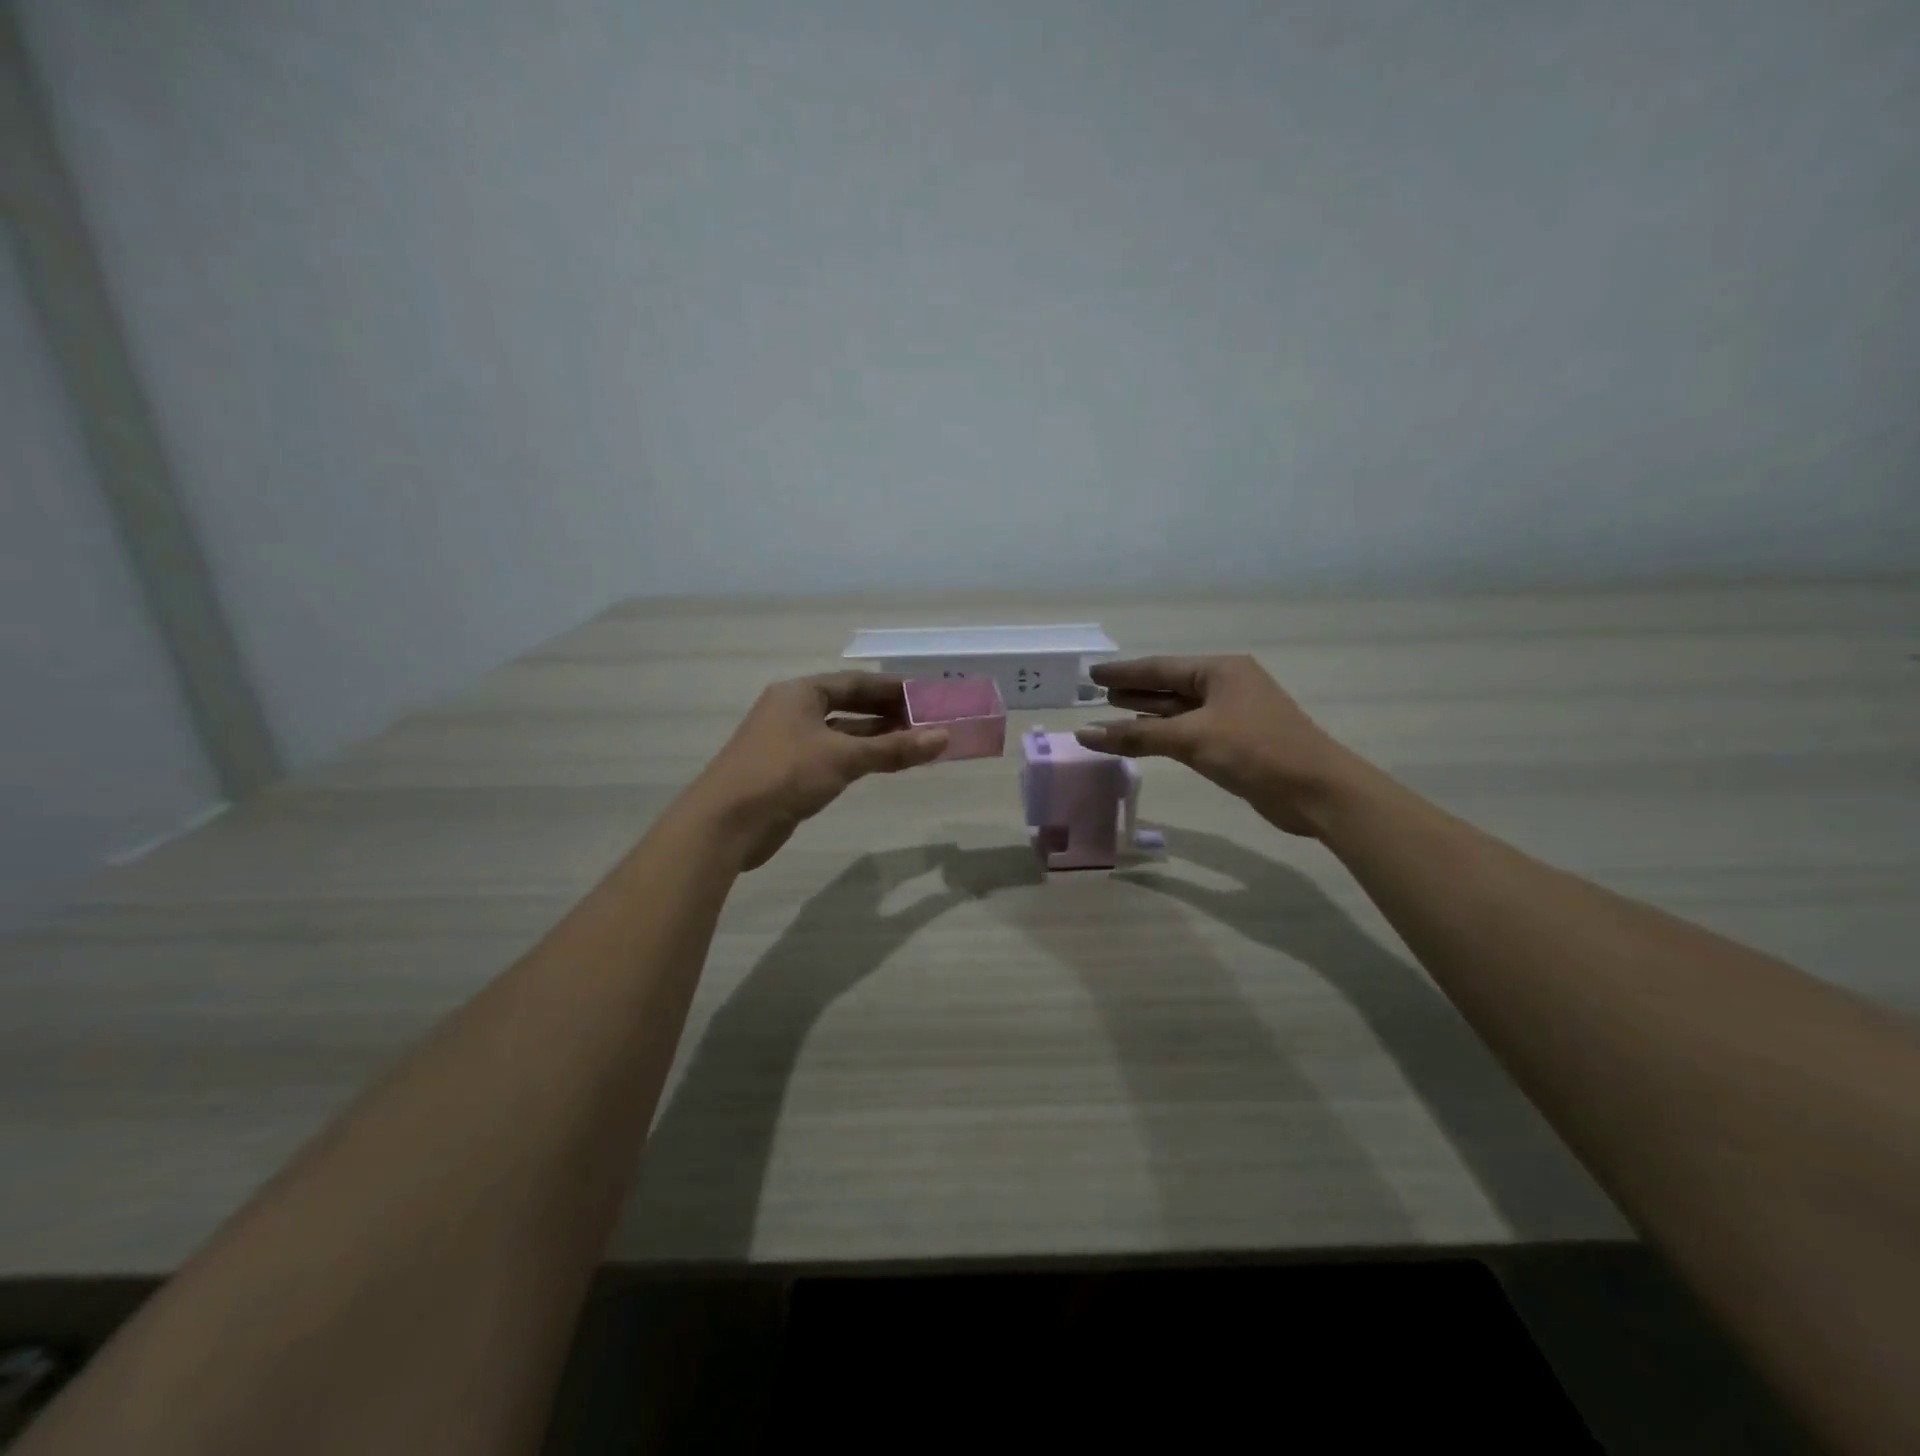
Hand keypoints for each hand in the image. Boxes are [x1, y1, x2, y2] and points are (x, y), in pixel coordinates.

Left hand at [689, 673, 947, 869]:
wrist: (726, 823)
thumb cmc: (784, 774)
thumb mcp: (843, 758)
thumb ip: (894, 748)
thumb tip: (944, 737)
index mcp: (800, 693)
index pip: (854, 683)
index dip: (891, 688)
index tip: (925, 695)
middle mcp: (792, 711)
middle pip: (848, 706)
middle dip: (886, 713)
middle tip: (925, 721)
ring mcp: (788, 743)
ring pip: (840, 734)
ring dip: (874, 738)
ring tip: (913, 742)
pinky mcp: (787, 772)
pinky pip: (831, 757)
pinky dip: (857, 758)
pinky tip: (881, 765)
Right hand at [1075, 656, 1361, 837]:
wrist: (1316, 790)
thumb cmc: (1255, 750)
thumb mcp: (1192, 738)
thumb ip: (1136, 736)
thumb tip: (1084, 733)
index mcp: (1220, 671)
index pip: (1160, 667)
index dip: (1124, 672)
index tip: (1093, 673)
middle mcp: (1226, 686)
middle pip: (1169, 685)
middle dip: (1134, 689)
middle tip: (1096, 691)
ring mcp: (1232, 714)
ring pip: (1179, 709)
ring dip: (1146, 711)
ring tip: (1111, 709)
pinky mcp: (1235, 741)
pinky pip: (1189, 730)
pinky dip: (1164, 732)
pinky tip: (1144, 736)